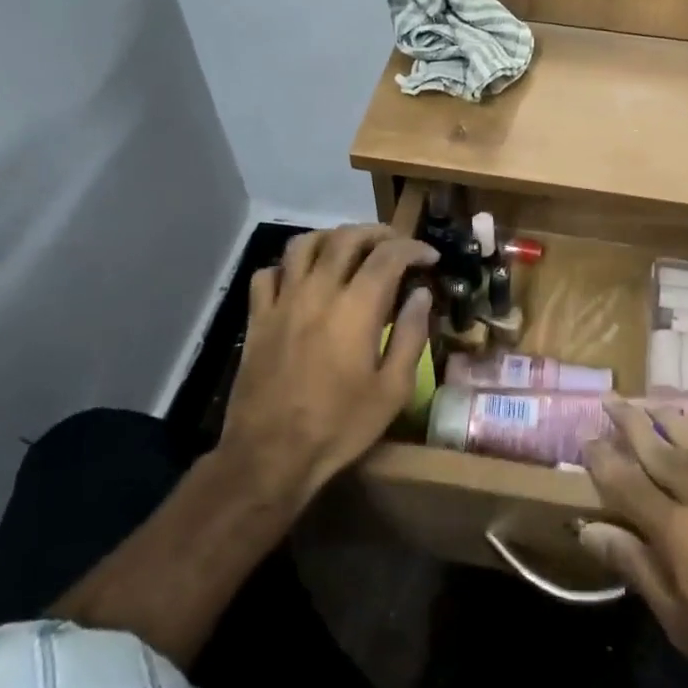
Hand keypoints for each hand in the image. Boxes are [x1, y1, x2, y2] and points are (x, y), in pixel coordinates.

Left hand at [217, 224, 436, 504]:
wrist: (271, 454)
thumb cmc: (340, 426)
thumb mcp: (393, 390)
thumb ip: (411, 336)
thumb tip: (421, 295)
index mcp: (356, 307)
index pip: (389, 256)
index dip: (414, 248)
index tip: (430, 258)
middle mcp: (318, 292)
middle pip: (346, 238)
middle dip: (377, 233)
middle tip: (396, 245)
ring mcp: (282, 302)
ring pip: (304, 244)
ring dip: (333, 237)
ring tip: (350, 248)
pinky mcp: (257, 318)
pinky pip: (268, 273)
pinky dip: (289, 265)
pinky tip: (302, 278)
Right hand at [579, 403, 687, 687]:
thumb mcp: (682, 622)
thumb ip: (636, 567)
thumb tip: (589, 529)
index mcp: (678, 532)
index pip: (628, 484)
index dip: (603, 460)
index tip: (585, 438)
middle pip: (659, 452)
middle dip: (630, 424)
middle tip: (609, 400)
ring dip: (666, 419)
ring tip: (645, 400)